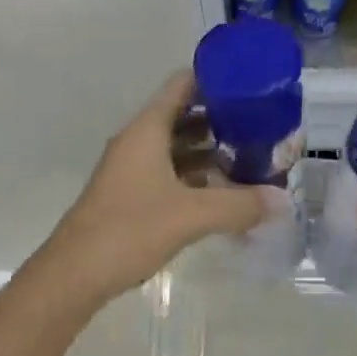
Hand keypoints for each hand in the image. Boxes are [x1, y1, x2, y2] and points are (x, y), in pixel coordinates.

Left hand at [33, 71, 279, 309]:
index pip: (183, 84)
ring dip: (209, 149)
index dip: (215, 78)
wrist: (72, 276)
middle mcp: (138, 141)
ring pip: (177, 145)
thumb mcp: (191, 215)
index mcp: (147, 129)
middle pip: (183, 113)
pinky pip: (170, 171)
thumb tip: (284, 201)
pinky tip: (223, 191)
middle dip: (221, 117)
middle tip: (260, 123)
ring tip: (249, 155)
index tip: (250, 84)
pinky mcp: (131, 194)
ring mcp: (132, 168)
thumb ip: (239, 205)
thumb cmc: (129, 230)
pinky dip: (196, 175)